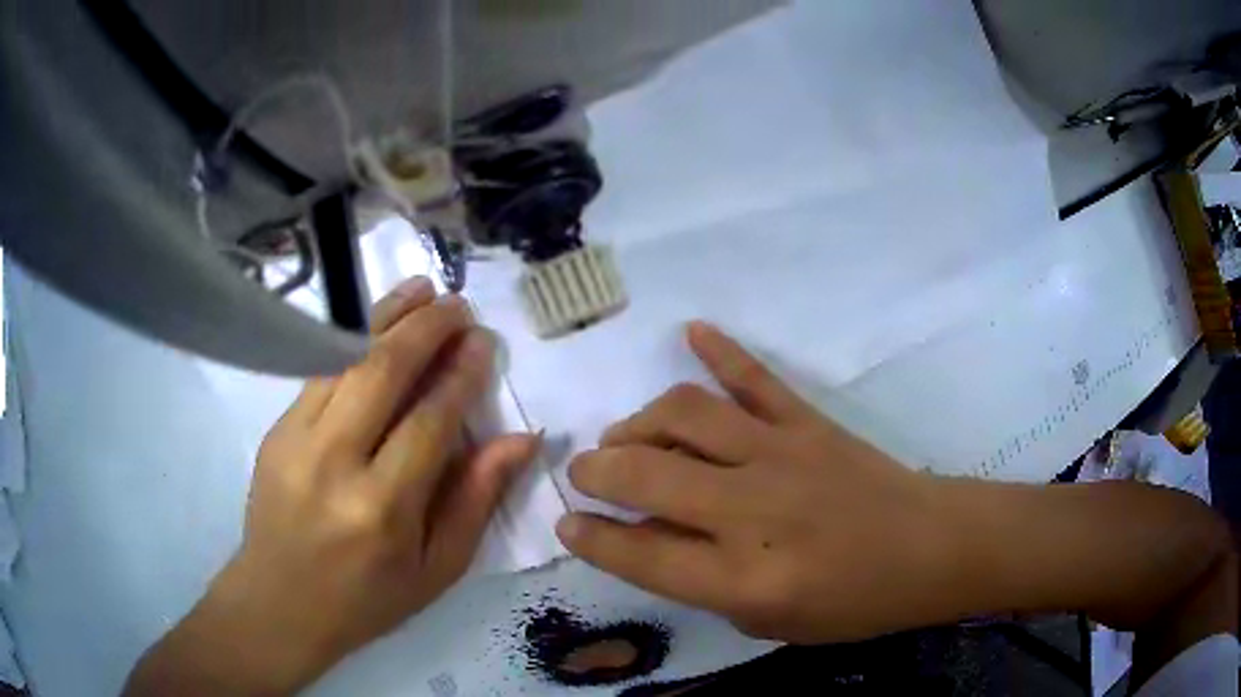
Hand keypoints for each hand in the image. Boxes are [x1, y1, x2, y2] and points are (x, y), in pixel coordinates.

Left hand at [126, 277, 538, 695]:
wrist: (279, 602)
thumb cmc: (368, 599)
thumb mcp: (437, 568)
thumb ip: (477, 499)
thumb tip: (521, 439)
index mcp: (382, 509)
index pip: (429, 421)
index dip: (460, 375)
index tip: (483, 343)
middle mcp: (334, 463)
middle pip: (381, 372)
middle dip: (425, 329)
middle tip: (458, 305)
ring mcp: (295, 439)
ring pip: (345, 360)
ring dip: (386, 319)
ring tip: (422, 290)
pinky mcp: (276, 430)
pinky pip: (320, 373)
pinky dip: (352, 342)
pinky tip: (375, 325)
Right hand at [556, 321, 950, 643]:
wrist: (928, 549)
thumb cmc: (853, 602)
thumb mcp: (770, 622)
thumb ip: (705, 583)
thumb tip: (650, 536)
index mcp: (743, 579)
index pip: (640, 554)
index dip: (592, 538)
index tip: (568, 523)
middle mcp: (752, 512)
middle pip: (646, 475)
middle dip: (598, 471)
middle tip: (587, 473)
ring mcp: (781, 455)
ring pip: (686, 416)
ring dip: (640, 422)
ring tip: (627, 437)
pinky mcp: (808, 422)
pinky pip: (755, 378)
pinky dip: (720, 351)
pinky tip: (693, 333)